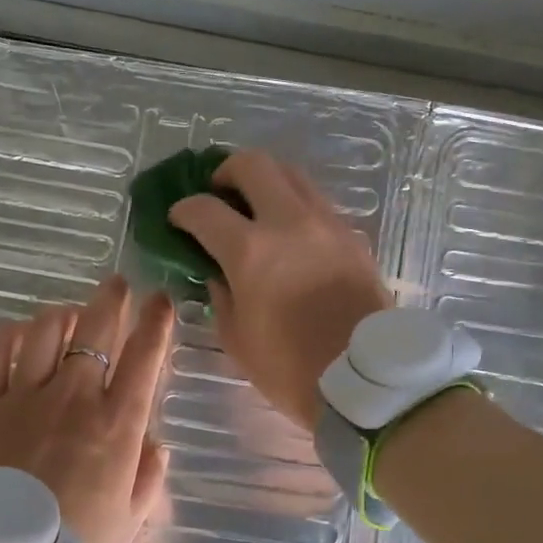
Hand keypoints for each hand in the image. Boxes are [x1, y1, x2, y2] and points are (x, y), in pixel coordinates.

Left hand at [0, 276, 173, 542]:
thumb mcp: (128, 523)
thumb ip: (148, 478)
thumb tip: (155, 444)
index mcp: (117, 425)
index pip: (145, 356)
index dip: (157, 322)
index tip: (161, 300)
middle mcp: (74, 398)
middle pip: (96, 328)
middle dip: (112, 299)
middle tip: (117, 285)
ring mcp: (23, 397)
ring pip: (45, 331)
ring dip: (63, 315)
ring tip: (69, 315)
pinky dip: (10, 335)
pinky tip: (18, 336)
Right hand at [168, 150, 391, 432]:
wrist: (364, 378)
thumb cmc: (291, 367)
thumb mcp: (237, 338)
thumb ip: (220, 295)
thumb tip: (218, 272)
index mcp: (251, 251)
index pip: (205, 210)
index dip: (183, 210)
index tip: (178, 219)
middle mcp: (289, 222)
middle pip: (253, 164)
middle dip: (226, 171)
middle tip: (219, 192)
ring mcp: (326, 223)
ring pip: (292, 174)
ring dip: (266, 181)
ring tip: (255, 206)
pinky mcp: (352, 235)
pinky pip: (316, 202)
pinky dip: (294, 204)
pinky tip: (289, 231)